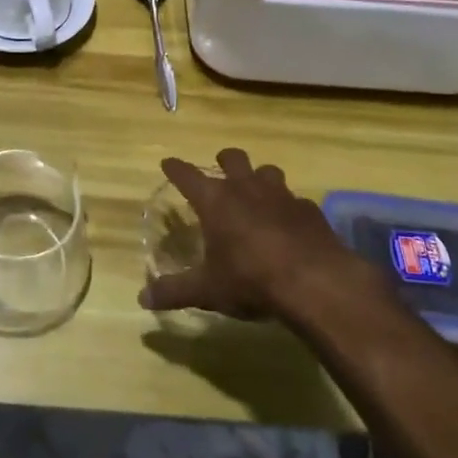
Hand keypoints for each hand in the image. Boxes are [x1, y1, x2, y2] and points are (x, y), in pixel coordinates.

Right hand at [139, 148, 367, 320]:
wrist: (315, 282)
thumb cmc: (250, 280)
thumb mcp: (207, 290)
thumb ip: (174, 291)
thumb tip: (142, 299)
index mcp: (215, 201)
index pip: (187, 175)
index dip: (175, 168)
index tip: (168, 163)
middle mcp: (246, 188)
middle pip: (232, 157)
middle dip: (224, 161)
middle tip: (220, 171)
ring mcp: (281, 195)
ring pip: (267, 171)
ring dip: (259, 178)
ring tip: (257, 195)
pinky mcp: (310, 210)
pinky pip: (296, 200)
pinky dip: (289, 208)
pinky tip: (289, 225)